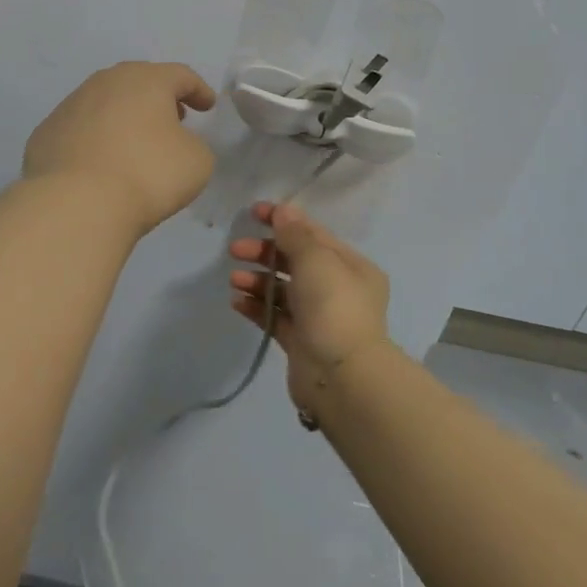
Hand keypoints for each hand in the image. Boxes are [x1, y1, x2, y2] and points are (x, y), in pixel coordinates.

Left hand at [23, 62, 217, 233]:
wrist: (76, 203)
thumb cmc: (147, 174)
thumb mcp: (197, 161)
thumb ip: (193, 144)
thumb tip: (175, 144)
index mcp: (146, 80)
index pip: (180, 76)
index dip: (198, 90)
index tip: (208, 106)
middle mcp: (105, 82)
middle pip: (138, 81)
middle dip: (158, 98)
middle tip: (173, 117)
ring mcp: (70, 105)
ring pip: (105, 102)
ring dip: (124, 116)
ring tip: (135, 141)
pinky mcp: (46, 133)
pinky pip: (80, 129)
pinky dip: (95, 138)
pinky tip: (100, 161)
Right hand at [229, 201, 390, 415]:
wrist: (341, 376)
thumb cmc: (333, 307)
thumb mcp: (315, 259)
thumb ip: (295, 234)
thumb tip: (283, 210)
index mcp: (351, 266)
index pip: (313, 234)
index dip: (283, 220)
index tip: (253, 213)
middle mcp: (338, 289)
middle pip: (295, 261)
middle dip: (264, 252)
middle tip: (235, 250)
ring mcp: (319, 317)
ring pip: (282, 289)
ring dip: (257, 280)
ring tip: (235, 280)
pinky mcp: (301, 342)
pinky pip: (275, 316)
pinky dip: (256, 307)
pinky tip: (236, 302)